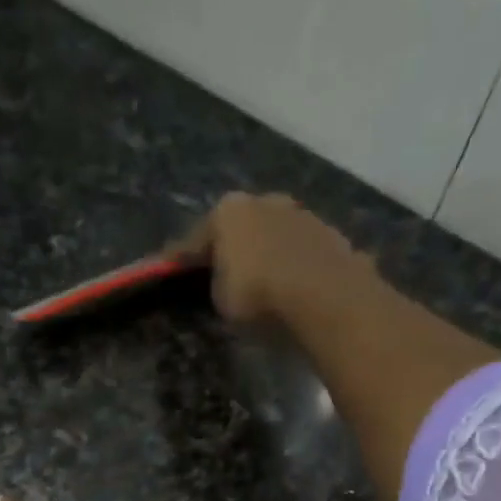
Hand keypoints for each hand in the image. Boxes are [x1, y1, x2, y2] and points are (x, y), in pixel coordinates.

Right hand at [170, 191, 381, 325]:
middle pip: (242, 228)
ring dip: (268, 254)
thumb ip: (217, 283)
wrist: (325, 296)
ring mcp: (304, 215)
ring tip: (264, 281)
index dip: (180, 259)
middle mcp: (266, 201)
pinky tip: (294, 286)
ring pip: (276, 236)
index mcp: (229, 211)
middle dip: (232, 247)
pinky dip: (295, 266)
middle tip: (223, 271)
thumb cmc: (259, 295)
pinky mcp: (333, 236)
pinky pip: (303, 254)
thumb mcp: (221, 299)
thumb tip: (225, 280)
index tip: (167, 270)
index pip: (196, 238)